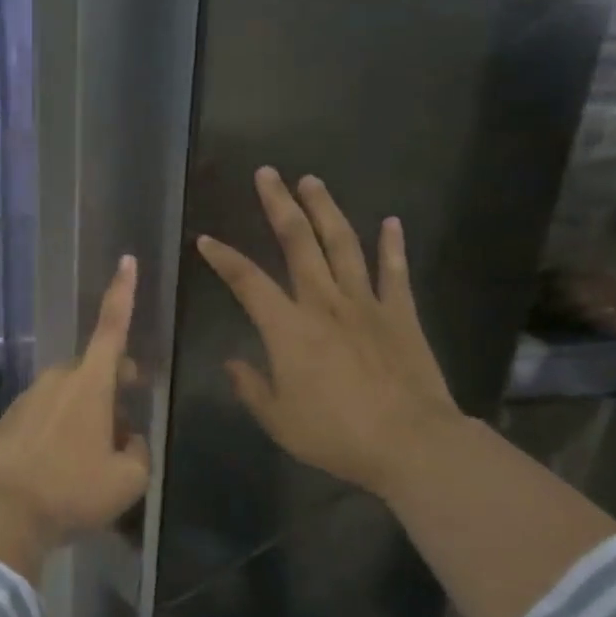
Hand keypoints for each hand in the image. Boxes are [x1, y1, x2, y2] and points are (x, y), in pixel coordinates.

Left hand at [0, 256, 149, 579]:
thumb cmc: (71, 490)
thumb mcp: (127, 480)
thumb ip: (137, 453)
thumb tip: (128, 439)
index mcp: (90, 384)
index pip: (112, 328)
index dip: (123, 294)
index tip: (126, 260)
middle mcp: (57, 381)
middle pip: (93, 372)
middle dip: (112, 388)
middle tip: (125, 425)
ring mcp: (28, 399)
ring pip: (69, 397)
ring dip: (86, 416)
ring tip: (92, 463)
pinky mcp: (8, 422)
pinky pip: (45, 417)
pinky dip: (60, 433)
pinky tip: (61, 471)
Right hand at [197, 169, 463, 497]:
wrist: (410, 443)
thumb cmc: (335, 434)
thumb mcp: (278, 419)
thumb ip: (251, 387)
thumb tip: (233, 363)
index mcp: (287, 328)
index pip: (247, 281)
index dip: (223, 258)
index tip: (205, 239)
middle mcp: (323, 303)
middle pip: (298, 242)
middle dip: (279, 205)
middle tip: (267, 173)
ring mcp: (366, 303)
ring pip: (343, 244)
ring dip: (326, 210)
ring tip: (312, 180)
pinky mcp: (400, 314)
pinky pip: (394, 272)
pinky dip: (392, 245)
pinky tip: (391, 222)